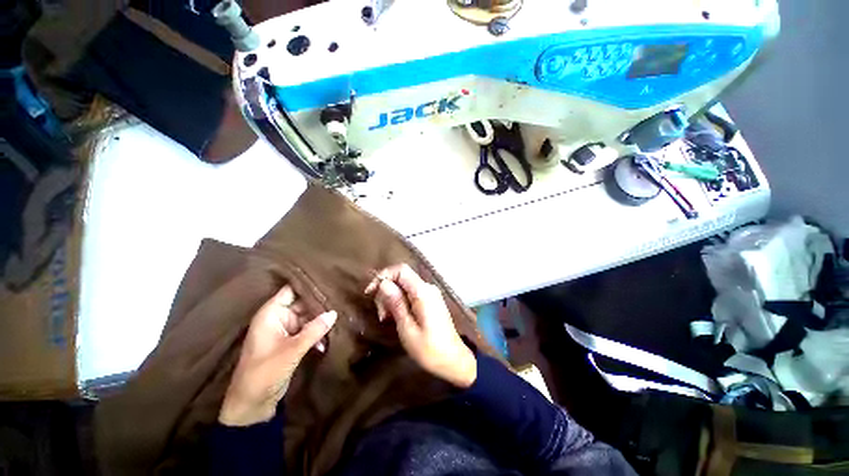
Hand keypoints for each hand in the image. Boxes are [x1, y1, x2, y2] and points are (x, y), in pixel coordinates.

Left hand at [219, 285, 336, 426]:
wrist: (253, 404)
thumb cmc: (264, 373)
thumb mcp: (291, 350)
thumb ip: (314, 330)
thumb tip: (334, 312)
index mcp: (271, 314)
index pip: (291, 290)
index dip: (308, 284)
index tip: (329, 279)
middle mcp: (278, 318)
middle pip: (302, 303)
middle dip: (320, 304)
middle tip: (341, 299)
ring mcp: (285, 330)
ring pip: (307, 317)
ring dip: (321, 320)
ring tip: (340, 316)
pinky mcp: (291, 342)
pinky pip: (308, 330)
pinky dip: (317, 333)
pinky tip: (329, 338)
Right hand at [365, 264, 476, 388]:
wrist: (453, 360)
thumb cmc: (429, 349)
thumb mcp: (407, 328)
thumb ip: (396, 303)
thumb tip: (383, 283)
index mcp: (423, 292)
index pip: (401, 270)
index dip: (383, 276)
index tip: (370, 293)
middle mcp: (427, 288)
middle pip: (401, 278)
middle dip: (386, 292)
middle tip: (381, 315)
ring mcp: (430, 294)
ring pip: (404, 286)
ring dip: (391, 299)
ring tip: (387, 319)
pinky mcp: (430, 301)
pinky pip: (411, 294)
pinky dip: (400, 302)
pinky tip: (396, 317)